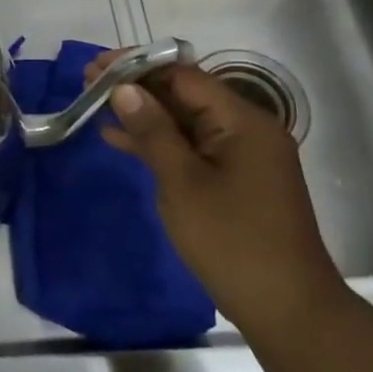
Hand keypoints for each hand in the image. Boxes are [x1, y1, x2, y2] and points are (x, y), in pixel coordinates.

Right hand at [91, 55, 346, 332]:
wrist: (284, 306)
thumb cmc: (231, 239)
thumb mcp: (182, 182)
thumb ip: (152, 131)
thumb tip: (124, 88)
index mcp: (242, 121)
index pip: (184, 75)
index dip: (138, 66)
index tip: (96, 65)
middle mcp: (246, 129)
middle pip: (185, 94)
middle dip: (137, 86)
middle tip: (88, 82)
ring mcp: (241, 156)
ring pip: (184, 120)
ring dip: (142, 112)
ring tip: (94, 103)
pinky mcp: (233, 179)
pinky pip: (190, 146)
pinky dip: (157, 141)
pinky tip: (119, 138)